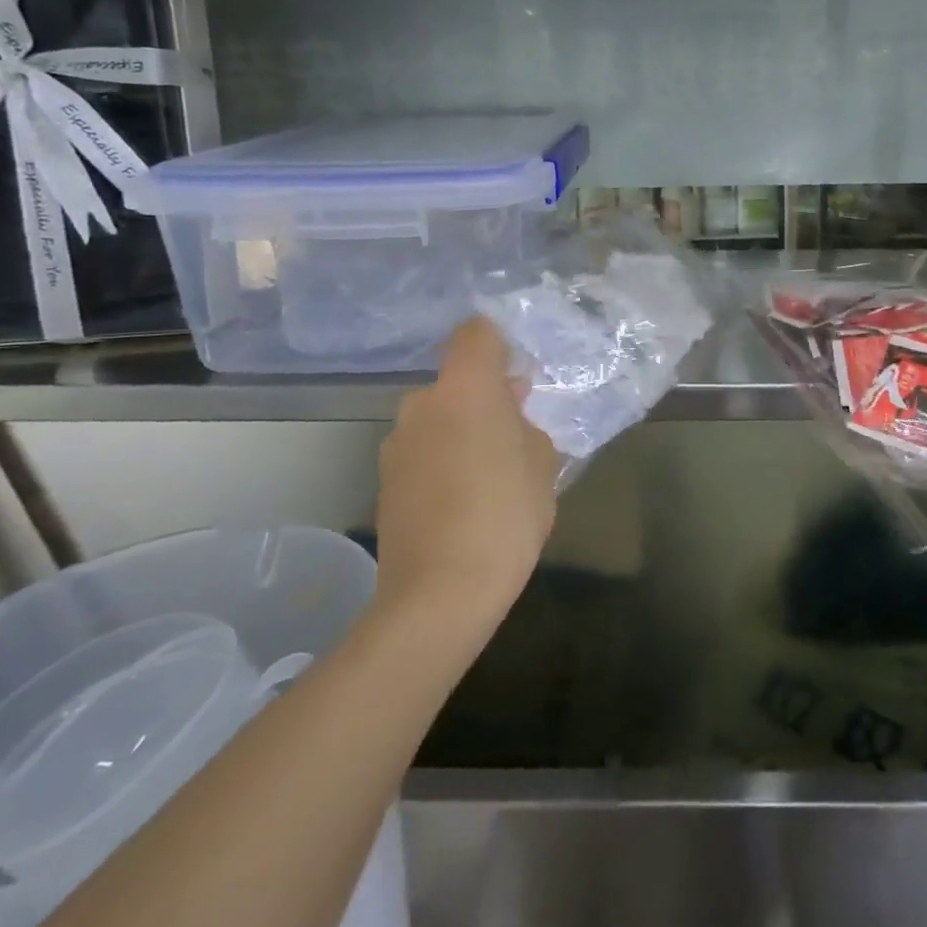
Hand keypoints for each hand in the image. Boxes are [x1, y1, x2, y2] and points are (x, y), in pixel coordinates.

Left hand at [373, 317, 559, 621]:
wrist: (438, 594)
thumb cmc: (505, 514)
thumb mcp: (543, 463)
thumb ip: (526, 425)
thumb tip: (510, 413)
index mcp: (466, 387)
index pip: (476, 332)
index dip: (499, 343)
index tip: (521, 371)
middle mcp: (423, 402)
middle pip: (457, 379)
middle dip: (485, 395)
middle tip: (515, 429)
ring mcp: (397, 442)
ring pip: (438, 416)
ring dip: (462, 428)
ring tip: (489, 472)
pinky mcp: (384, 478)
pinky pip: (423, 449)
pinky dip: (442, 458)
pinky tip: (462, 498)